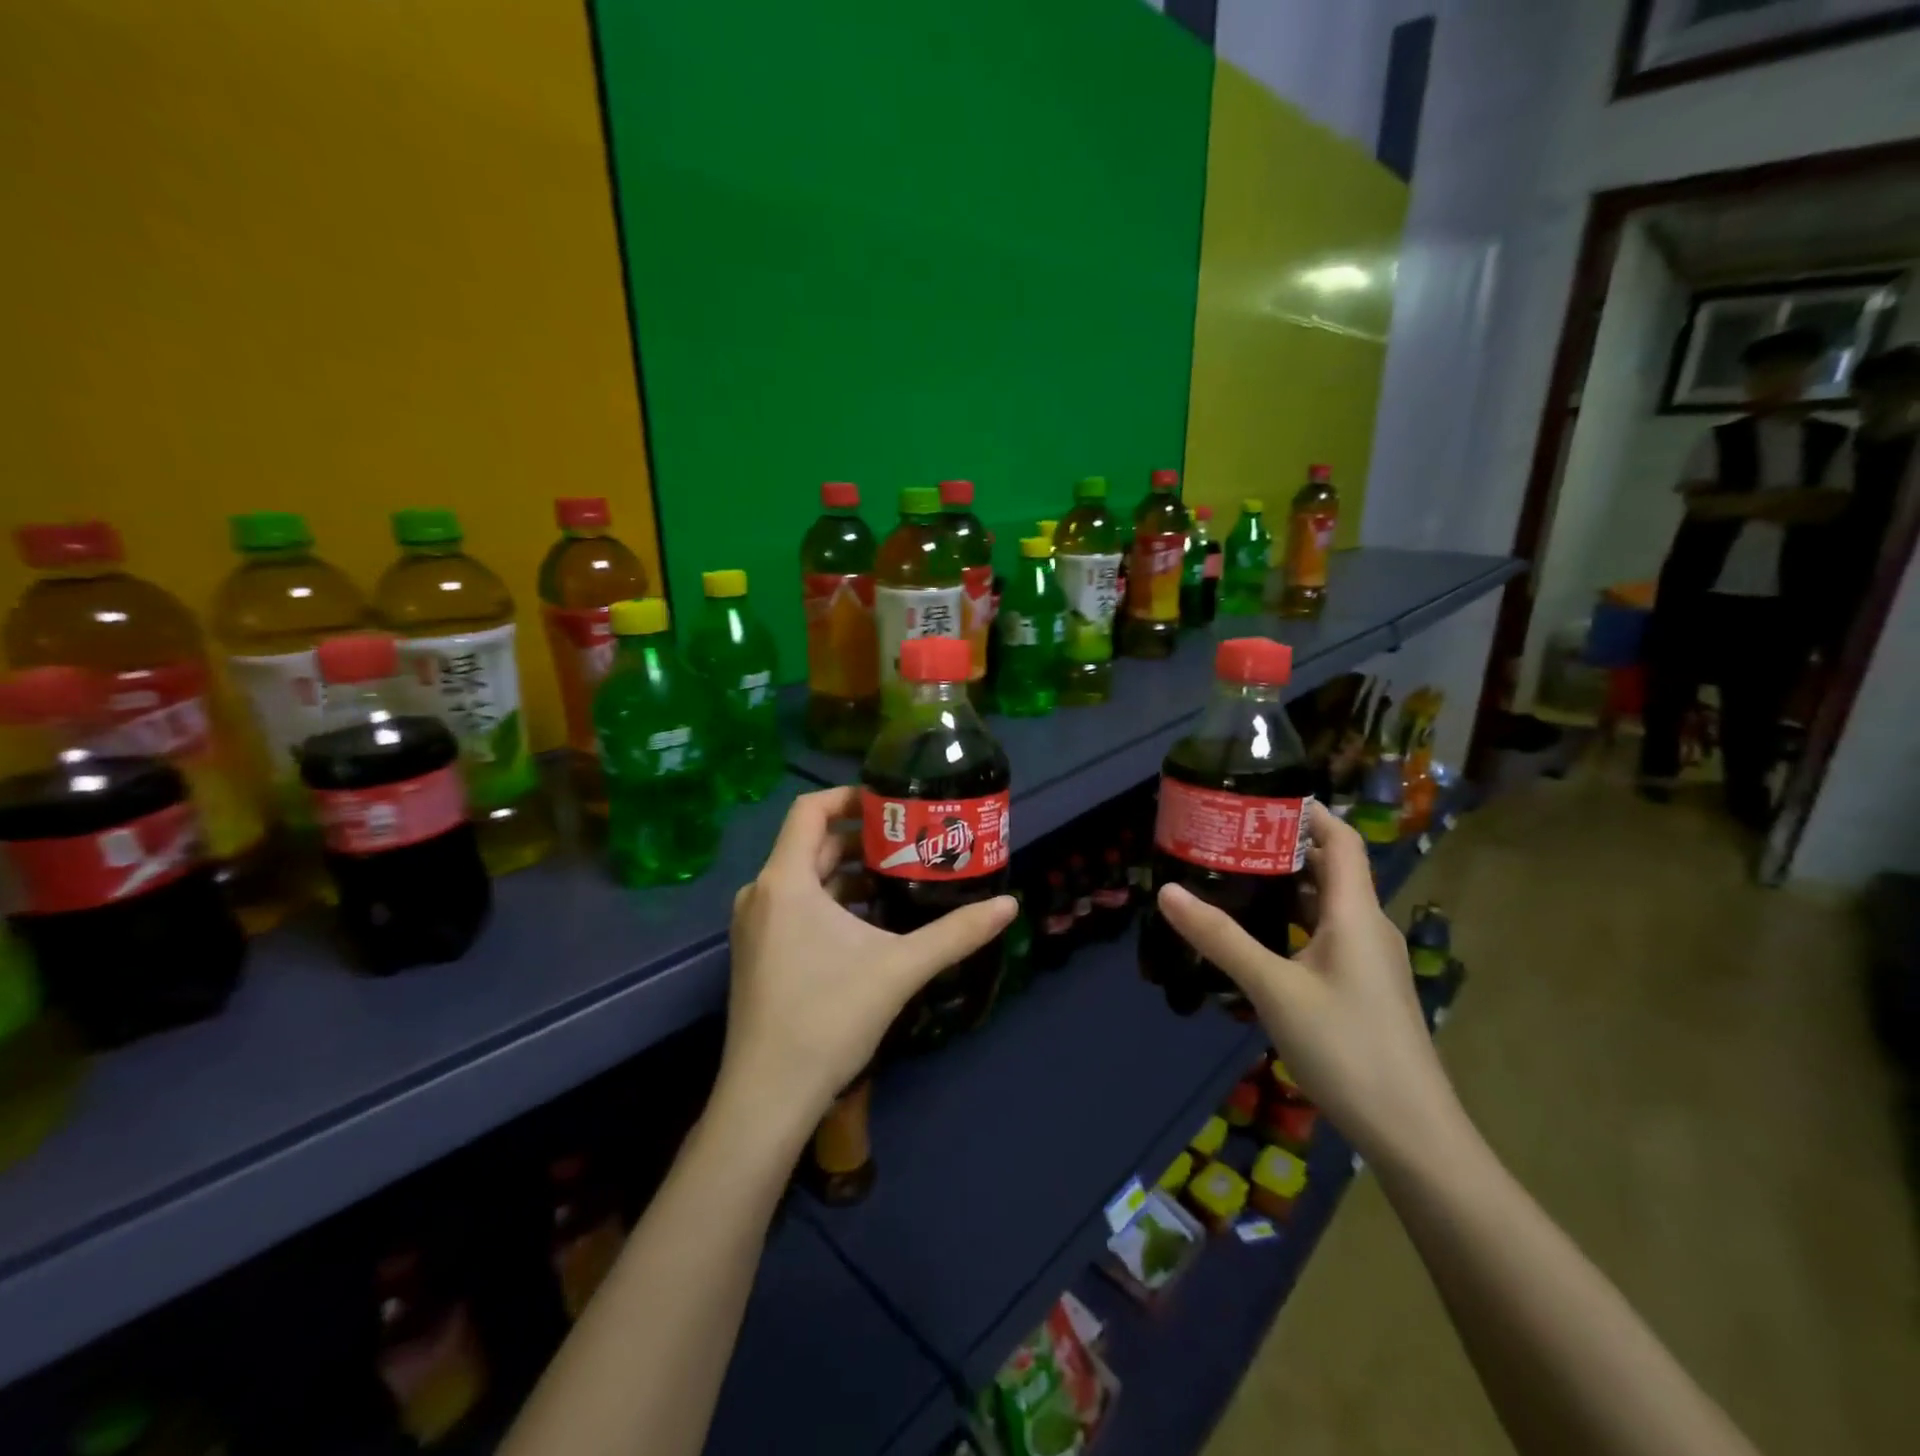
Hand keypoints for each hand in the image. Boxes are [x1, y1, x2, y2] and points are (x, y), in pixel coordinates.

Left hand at [718, 787, 1015, 1134]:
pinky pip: (796, 906)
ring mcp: (755, 925)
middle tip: (911, 842)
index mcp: (785, 881)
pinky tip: (872, 924)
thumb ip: (957, 933)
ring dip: (850, 875)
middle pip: (813, 844)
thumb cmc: (828, 1018)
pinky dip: (832, 902)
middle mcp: (762, 893)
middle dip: (863, 839)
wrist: (767, 1097)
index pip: (810, 810)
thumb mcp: (900, 969)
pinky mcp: (758, 952)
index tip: (893, 803)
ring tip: (900, 880)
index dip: (851, 797)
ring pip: (805, 879)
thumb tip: (1010, 905)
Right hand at [1155, 802, 1461, 1168]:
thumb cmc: (1347, 1047)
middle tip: (1231, 837)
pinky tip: (1262, 937)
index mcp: (1355, 914)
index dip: (1307, 813)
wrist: (1412, 1131)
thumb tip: (1167, 891)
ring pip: (1328, 904)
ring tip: (1237, 878)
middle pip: (1332, 868)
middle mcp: (1368, 927)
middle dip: (1285, 846)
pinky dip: (1296, 921)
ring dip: (1289, 885)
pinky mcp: (1364, 988)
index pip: (1341, 840)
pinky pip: (1328, 935)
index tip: (1260, 799)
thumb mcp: (1274, 989)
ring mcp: (1370, 961)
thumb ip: (1221, 938)